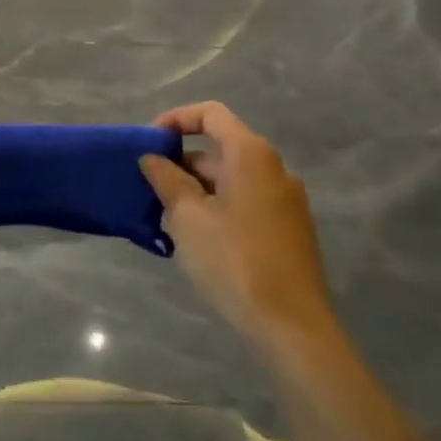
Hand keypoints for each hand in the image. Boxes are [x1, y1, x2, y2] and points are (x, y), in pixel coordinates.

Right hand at [141, 102, 335, 348]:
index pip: (211, 114)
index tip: (149, 142)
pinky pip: (246, 202)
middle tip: (150, 189)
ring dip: (197, 189)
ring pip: (232, 179)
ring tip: (167, 218)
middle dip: (182, 162)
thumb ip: (167, 180)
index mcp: (251, 155)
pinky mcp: (290, 229)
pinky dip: (218, 207)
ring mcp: (286, 200)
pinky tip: (198, 239)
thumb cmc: (234, 260)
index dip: (176, 119)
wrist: (292, 326)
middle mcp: (274, 168)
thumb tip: (152, 158)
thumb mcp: (188, 217)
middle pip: (221, 148)